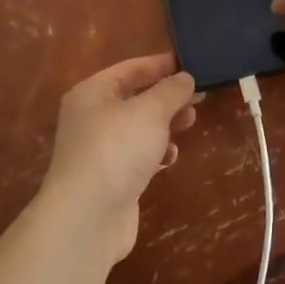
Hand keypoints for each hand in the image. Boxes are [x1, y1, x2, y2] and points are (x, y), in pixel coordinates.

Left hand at [39, 54, 196, 264]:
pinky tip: (170, 158)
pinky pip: (138, 155)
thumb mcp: (149, 111)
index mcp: (93, 93)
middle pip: (136, 98)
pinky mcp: (111, 179)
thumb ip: (171, 91)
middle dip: (167, 97)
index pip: (130, 69)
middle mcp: (92, 118)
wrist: (86, 219)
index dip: (160, 65)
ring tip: (190, 124)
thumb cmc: (116, 150)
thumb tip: (185, 78)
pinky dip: (156, 153)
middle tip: (198, 98)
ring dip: (165, 125)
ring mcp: (100, 150)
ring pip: (139, 128)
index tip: (190, 64)